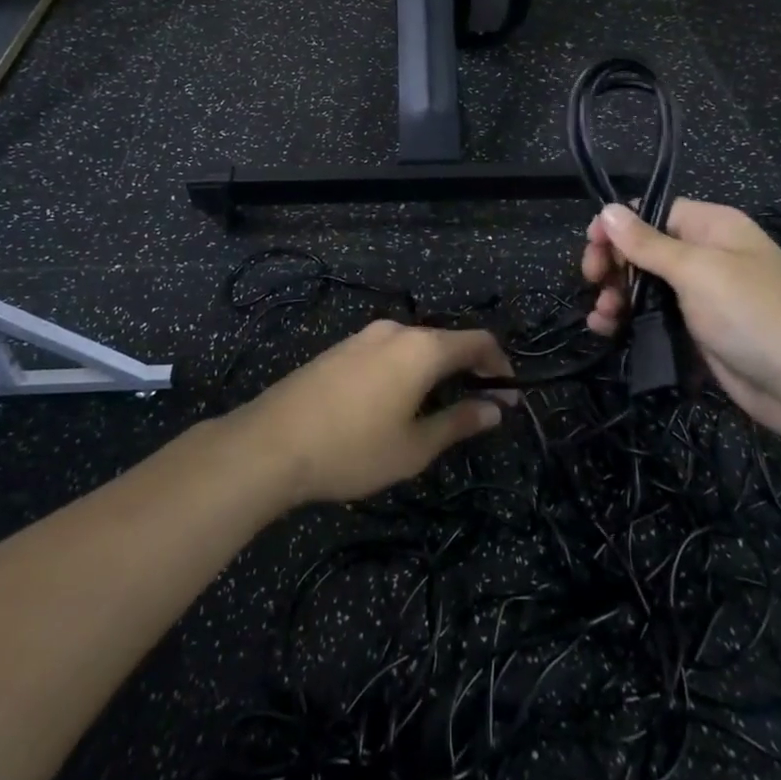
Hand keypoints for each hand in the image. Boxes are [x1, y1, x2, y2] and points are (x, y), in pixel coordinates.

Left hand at [230, 320, 514, 504]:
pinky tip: (397, 401)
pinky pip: (388, 351)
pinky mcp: (340, 348)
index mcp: (422, 348)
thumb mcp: (414, 447)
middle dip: (468, 369)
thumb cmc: (352, 449)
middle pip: (446, 340)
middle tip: (478, 406)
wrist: (271, 443)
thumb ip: (458, 423)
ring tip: (439, 408)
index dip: (500, 365)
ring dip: (436, 370)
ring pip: (415, 346)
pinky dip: (407, 369)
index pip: (478, 341)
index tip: (509, 396)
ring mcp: (364, 336)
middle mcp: (396, 330)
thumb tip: (495, 409)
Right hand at [583, 200, 780, 456]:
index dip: (618, 227)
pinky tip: (608, 331)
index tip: (591, 249)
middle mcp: (706, 256)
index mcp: (711, 227)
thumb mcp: (697, 271)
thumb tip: (607, 208)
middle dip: (613, 265)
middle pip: (643, 250)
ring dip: (616, 297)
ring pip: (645, 287)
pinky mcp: (699, 333)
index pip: (652, 213)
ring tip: (601, 318)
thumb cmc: (754, 313)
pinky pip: (655, 319)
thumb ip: (647, 243)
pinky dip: (630, 322)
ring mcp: (703, 297)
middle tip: (592, 284)